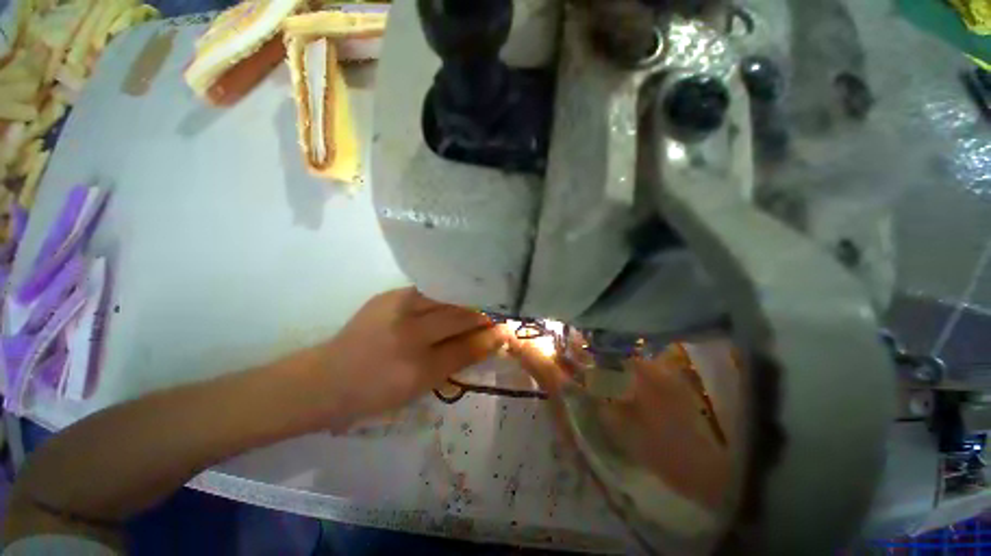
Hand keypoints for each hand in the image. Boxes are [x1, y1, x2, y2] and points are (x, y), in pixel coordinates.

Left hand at [313, 288, 508, 424]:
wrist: (326, 378)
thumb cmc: (376, 392)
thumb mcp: (422, 386)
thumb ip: (459, 361)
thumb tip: (492, 341)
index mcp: (416, 368)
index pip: (467, 346)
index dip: (491, 335)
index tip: (508, 329)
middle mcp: (408, 333)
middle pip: (458, 316)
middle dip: (484, 312)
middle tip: (502, 310)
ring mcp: (396, 308)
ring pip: (446, 297)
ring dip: (468, 298)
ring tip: (484, 297)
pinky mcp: (388, 294)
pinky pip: (428, 290)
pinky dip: (447, 291)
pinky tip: (457, 292)